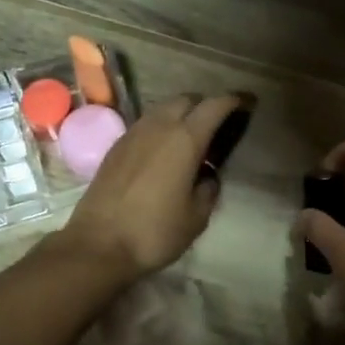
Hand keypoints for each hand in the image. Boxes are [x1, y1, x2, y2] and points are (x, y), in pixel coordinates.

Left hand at [58, 93, 247, 279]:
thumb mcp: (196, 217)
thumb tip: (207, 177)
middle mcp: (159, 127)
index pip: (215, 105)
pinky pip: (145, 125)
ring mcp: (133, 134)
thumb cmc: (155, 232)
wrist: (98, 244)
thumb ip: (208, 190)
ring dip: (180, 116)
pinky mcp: (115, 147)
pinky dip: (160, 129)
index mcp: (185, 139)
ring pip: (162, 109)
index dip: (233, 101)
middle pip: (186, 100)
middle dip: (204, 106)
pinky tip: (163, 152)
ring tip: (190, 139)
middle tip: (216, 126)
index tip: (246, 103)